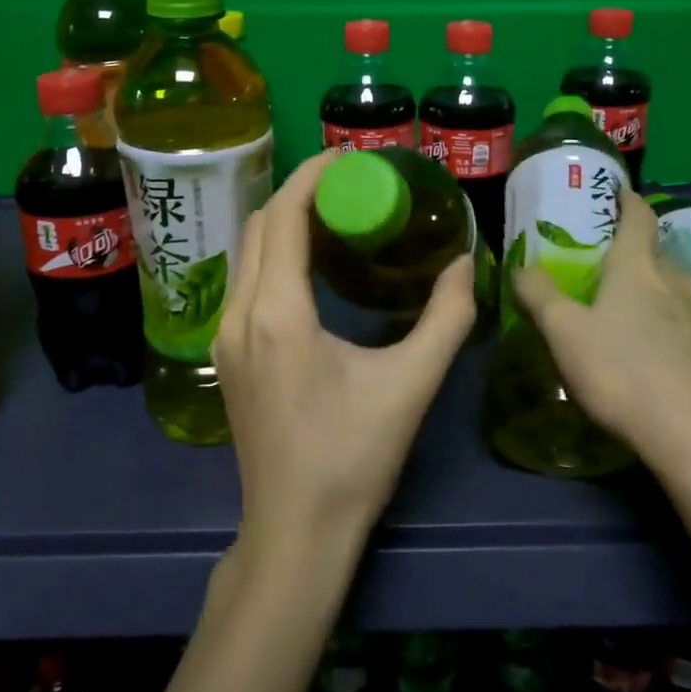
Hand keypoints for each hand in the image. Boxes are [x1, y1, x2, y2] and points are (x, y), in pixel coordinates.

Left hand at [213, 150, 477, 561]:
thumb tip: (465, 263)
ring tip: (334, 212)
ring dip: (284, 221)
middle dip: (300, 192)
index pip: (283, 217)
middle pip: (259, 226)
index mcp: (278, 314)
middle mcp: (240, 315)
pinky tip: (311, 263)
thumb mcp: (412, 384)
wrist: (295, 532)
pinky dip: (274, 253)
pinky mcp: (227, 356)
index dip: (312, 177)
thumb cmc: (353, 458)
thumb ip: (446, 317)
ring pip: (247, 252)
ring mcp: (225, 337)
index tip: (349, 158)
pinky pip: (246, 280)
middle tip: (350, 182)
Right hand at [512, 187, 690, 491]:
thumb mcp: (563, 333)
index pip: (637, 215)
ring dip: (658, 289)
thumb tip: (522, 268)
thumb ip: (539, 295)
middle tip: (608, 268)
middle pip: (656, 252)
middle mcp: (679, 277)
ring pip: (679, 286)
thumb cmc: (623, 373)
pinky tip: (667, 348)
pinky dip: (678, 321)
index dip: (626, 200)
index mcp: (638, 265)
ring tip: (636, 310)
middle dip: (635, 253)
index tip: (618, 192)